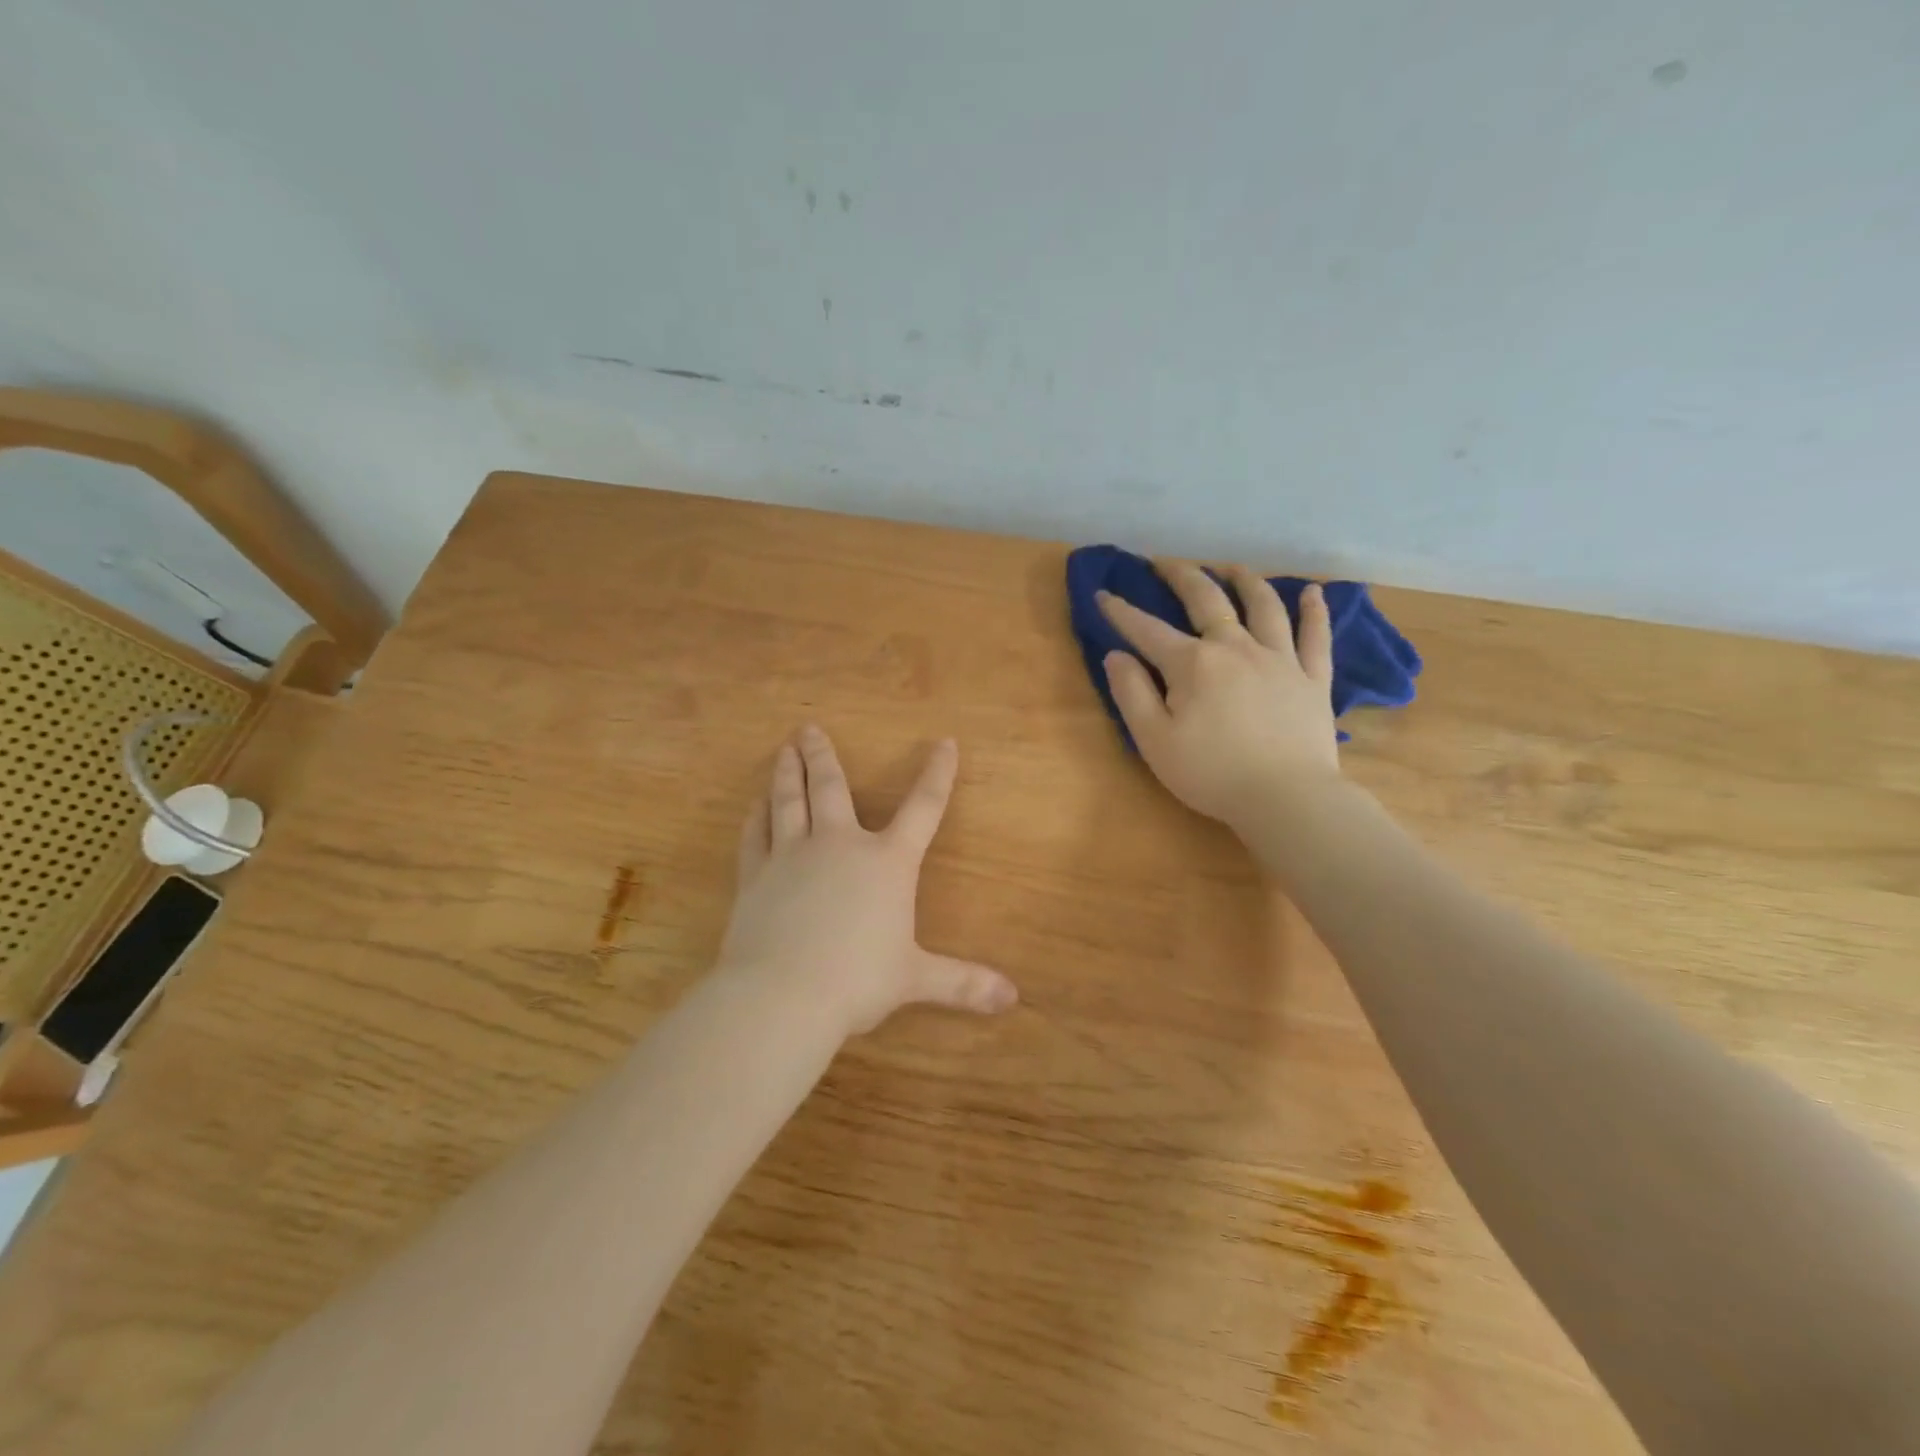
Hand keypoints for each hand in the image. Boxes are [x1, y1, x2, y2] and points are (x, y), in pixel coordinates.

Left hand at [721, 725, 1018, 1035]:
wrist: (782, 995)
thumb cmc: (858, 982)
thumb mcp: (916, 980)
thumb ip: (963, 983)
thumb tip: (1013, 999)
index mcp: (887, 862)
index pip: (923, 807)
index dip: (938, 773)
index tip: (945, 743)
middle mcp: (839, 845)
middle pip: (832, 787)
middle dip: (823, 755)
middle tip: (809, 728)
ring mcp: (792, 855)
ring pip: (789, 800)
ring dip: (788, 772)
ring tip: (785, 748)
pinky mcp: (755, 875)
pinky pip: (755, 834)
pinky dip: (756, 816)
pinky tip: (755, 804)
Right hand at [1099, 560, 1340, 830]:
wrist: (1286, 798)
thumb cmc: (1210, 773)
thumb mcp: (1154, 740)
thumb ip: (1131, 693)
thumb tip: (1116, 655)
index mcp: (1192, 663)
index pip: (1147, 630)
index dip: (1121, 612)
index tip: (1103, 594)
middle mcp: (1235, 647)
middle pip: (1207, 600)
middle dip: (1182, 576)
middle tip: (1165, 562)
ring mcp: (1279, 658)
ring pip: (1263, 605)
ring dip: (1244, 580)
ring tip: (1231, 568)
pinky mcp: (1312, 678)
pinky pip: (1315, 635)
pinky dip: (1314, 610)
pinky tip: (1313, 591)